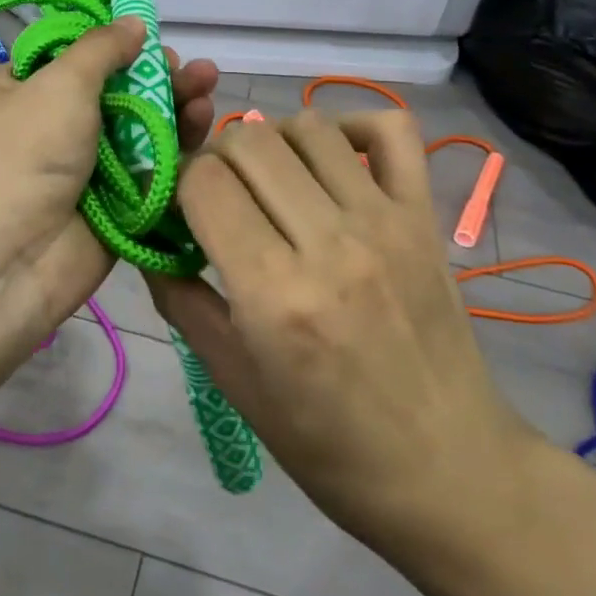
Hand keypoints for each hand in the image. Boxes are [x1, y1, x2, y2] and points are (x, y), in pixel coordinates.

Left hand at [0, 18, 218, 336]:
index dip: (113, 46)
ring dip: (174, 108)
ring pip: (141, 133)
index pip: (73, 59)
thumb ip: (101, 50)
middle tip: (194, 70)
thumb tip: (133, 22)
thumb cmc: (22, 153)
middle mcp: (54, 129)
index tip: (150, 37)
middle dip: (157, 78)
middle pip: (117, 94)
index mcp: (22, 92)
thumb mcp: (58, 84)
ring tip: (207, 87)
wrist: (4, 260)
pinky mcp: (117, 208)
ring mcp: (86, 171)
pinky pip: (153, 174)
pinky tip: (203, 127)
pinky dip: (179, 152)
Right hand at [149, 110, 538, 562]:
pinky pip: (392, 129)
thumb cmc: (328, 444)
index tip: (179, 209)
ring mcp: (386, 221)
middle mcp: (330, 242)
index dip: (177, 183)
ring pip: (309, 126)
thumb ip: (181, 300)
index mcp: (274, 293)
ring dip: (274, 141)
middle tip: (219, 195)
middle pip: (250, 141)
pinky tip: (332, 156)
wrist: (448, 471)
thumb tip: (147, 240)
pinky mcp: (425, 216)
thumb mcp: (234, 383)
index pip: (204, 182)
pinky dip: (353, 124)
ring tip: (271, 181)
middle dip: (216, 157)